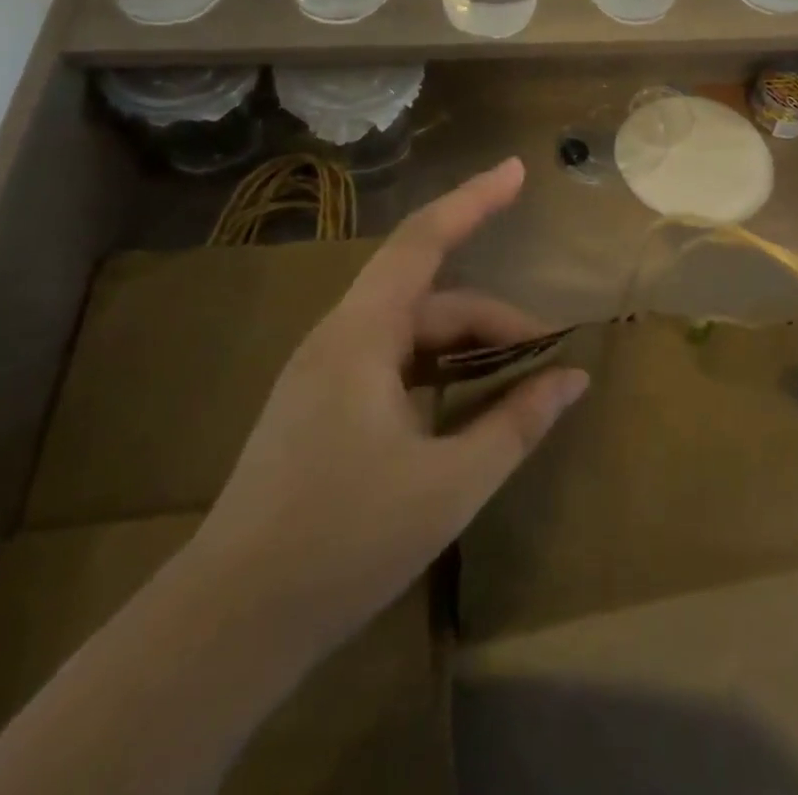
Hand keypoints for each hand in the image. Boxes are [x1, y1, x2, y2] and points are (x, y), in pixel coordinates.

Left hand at [189, 158, 588, 644]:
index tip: (517, 171)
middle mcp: (340, 339)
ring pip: (413, 336)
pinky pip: (393, 365)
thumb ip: (516, 424)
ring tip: (517, 385)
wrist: (225, 627)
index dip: (474, 200)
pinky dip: (438, 374)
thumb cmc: (341, 544)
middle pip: (431, 301)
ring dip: (468, 351)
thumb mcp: (449, 485)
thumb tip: (573, 379)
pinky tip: (465, 411)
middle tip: (549, 359)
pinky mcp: (320, 408)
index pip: (424, 241)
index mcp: (362, 336)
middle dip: (495, 322)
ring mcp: (325, 374)